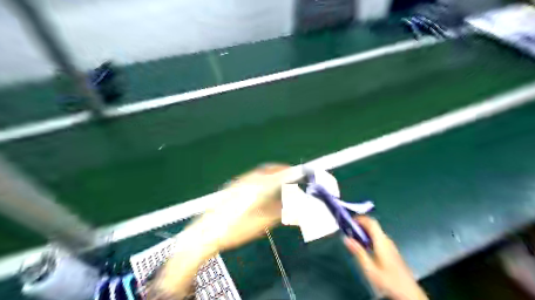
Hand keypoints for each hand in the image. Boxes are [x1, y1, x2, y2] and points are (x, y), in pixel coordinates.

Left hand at [151, 164, 290, 299]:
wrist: (207, 232)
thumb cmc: (236, 229)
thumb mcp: (262, 223)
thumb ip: (279, 212)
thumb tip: (291, 205)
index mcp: (258, 188)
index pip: (279, 175)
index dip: (290, 172)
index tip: (299, 173)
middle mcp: (249, 180)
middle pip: (268, 169)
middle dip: (280, 170)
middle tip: (290, 176)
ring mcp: (239, 182)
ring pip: (259, 172)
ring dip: (270, 173)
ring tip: (278, 182)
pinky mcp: (232, 186)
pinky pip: (251, 177)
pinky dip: (261, 178)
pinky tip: (261, 188)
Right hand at [345, 215, 429, 299]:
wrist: (409, 293)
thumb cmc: (388, 280)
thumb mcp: (369, 268)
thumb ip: (358, 252)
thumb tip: (346, 238)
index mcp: (381, 241)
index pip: (371, 222)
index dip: (360, 218)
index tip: (349, 221)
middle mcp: (387, 240)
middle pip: (373, 226)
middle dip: (360, 225)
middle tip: (348, 229)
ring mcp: (391, 245)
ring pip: (376, 232)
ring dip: (364, 231)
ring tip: (354, 237)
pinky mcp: (392, 251)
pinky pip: (379, 238)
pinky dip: (369, 237)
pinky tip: (364, 246)